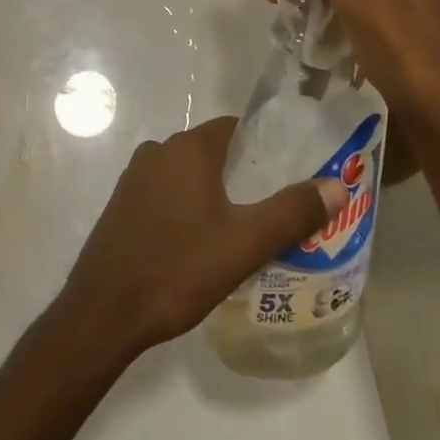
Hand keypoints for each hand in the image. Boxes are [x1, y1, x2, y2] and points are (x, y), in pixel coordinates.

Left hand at [57, 116, 345, 358]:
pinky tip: (201, 244)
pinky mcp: (123, 204)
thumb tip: (336, 185)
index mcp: (188, 148)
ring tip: (244, 230)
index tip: (290, 171)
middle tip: (275, 209)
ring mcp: (136, 176)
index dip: (264, 145)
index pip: (234, 128)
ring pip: (188, 174)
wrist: (104, 311)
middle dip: (243, 174)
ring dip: (215, 193)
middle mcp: (159, 150)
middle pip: (212, 151)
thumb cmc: (177, 269)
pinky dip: (188, 207)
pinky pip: (166, 193)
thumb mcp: (243, 244)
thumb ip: (291, 213)